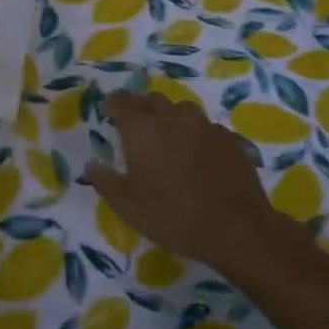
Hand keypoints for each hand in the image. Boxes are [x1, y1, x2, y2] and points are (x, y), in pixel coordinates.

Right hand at [84, 91, 296, 273]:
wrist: (237, 228)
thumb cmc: (173, 215)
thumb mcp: (127, 205)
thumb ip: (104, 181)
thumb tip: (91, 164)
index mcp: (142, 128)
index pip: (121, 102)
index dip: (112, 104)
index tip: (106, 112)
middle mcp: (173, 118)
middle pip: (151, 100)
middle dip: (139, 107)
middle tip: (134, 125)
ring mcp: (205, 126)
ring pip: (182, 108)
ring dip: (170, 116)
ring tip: (167, 135)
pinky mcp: (230, 140)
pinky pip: (207, 127)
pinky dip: (196, 134)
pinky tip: (198, 152)